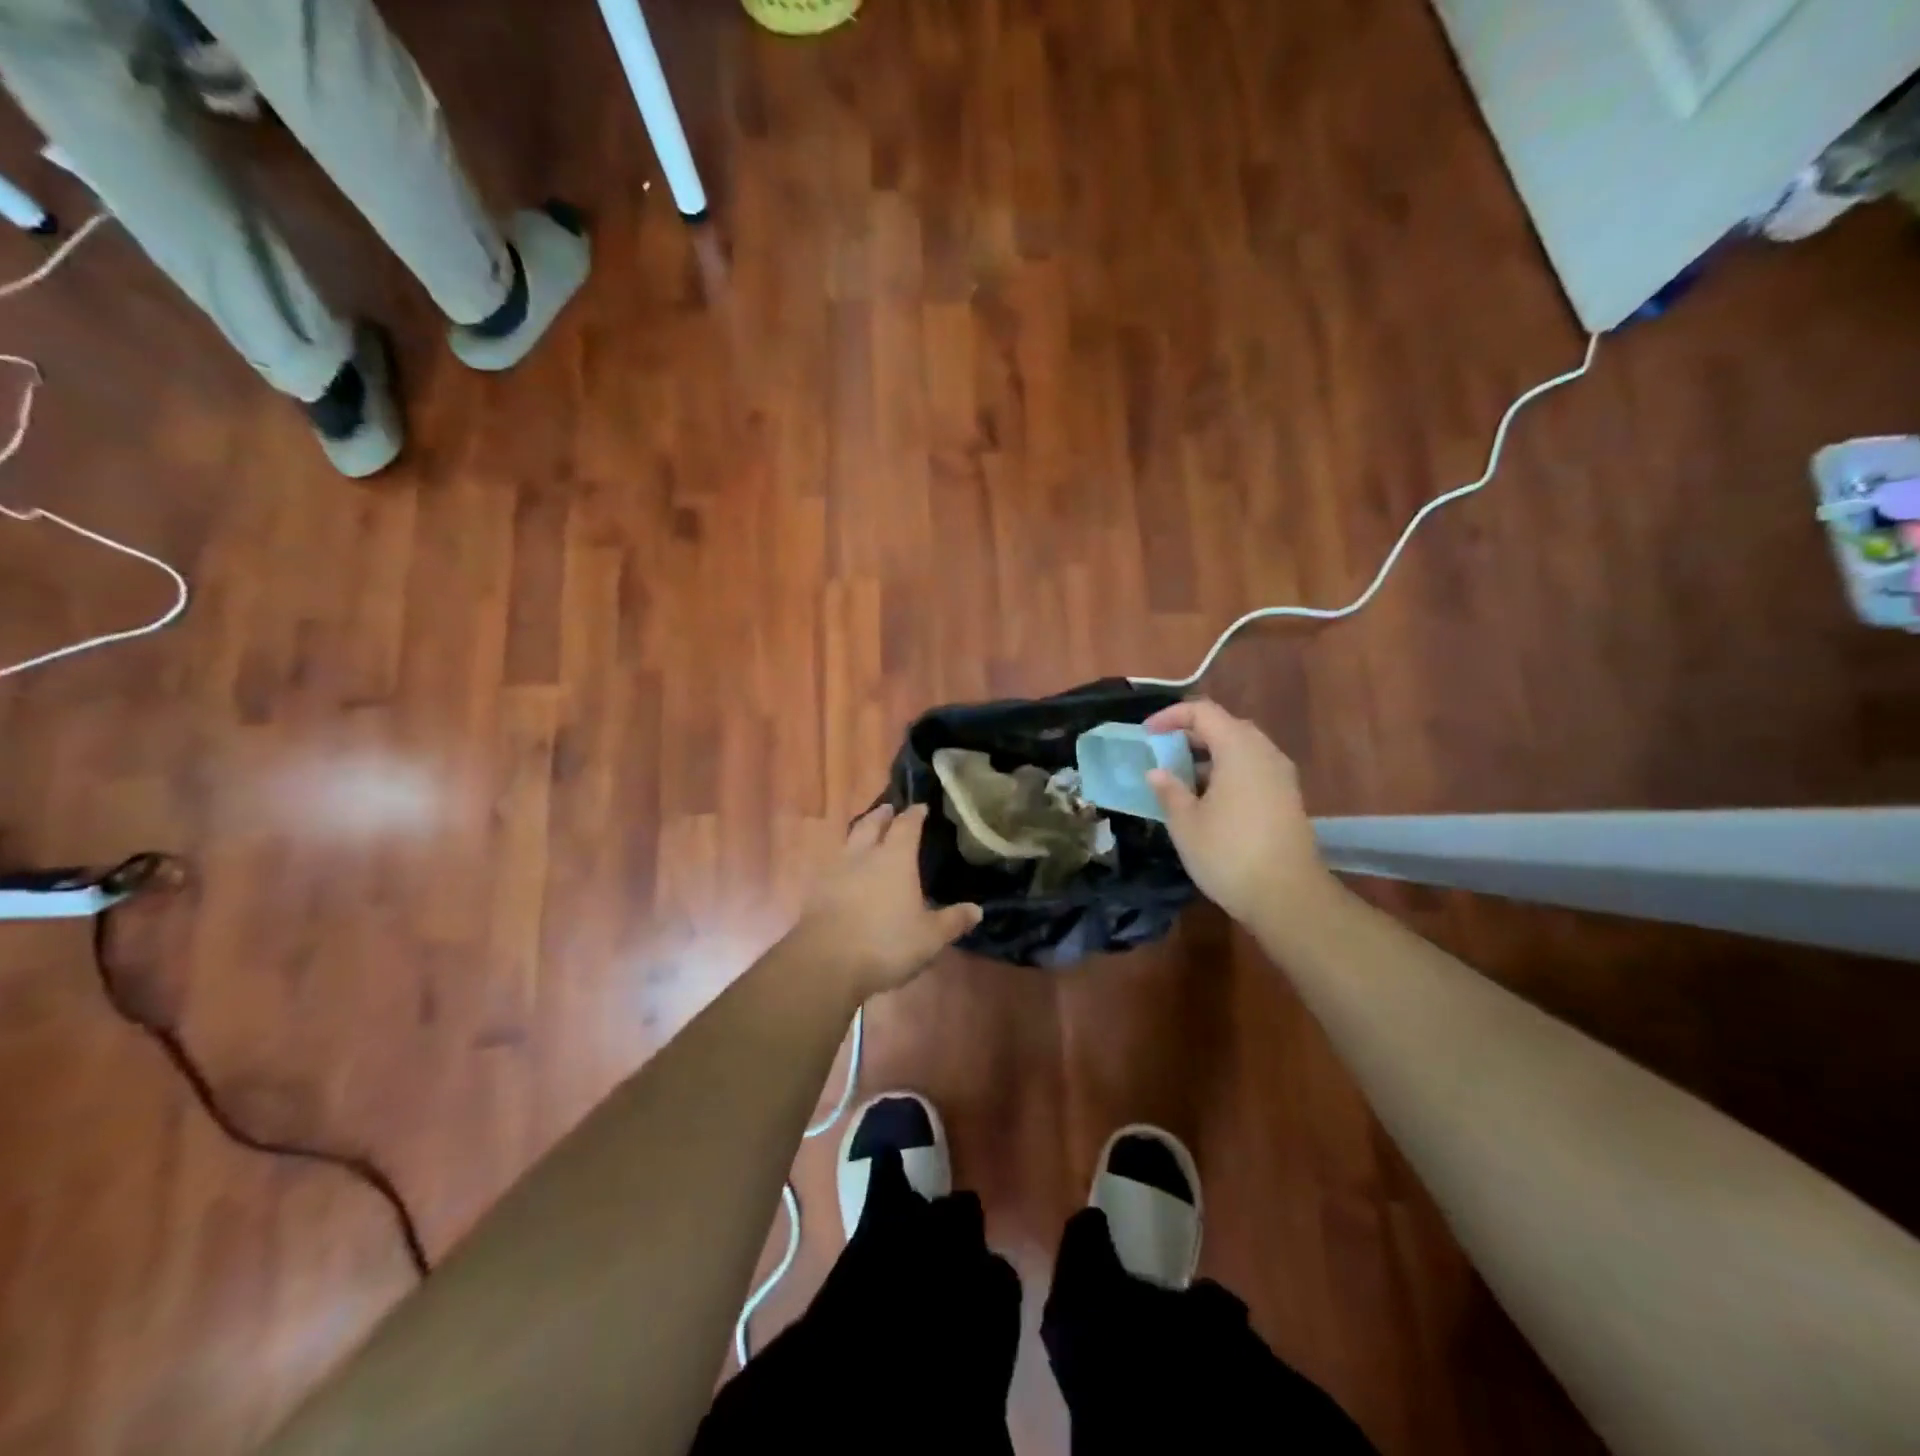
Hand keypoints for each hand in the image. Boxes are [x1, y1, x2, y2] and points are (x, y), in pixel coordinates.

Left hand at [790, 803, 981, 999]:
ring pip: (848, 841)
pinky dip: (843, 860)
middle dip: (882, 815)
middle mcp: (864, 856)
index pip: (907, 826)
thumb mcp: (929, 937)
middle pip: (871, 825)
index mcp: (895, 859)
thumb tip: (977, 910)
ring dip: (859, 833)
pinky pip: (833, 864)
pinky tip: (845, 872)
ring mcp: (836, 871)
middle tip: (889, 810)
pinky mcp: (817, 891)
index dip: (915, 814)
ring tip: (866, 834)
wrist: (825, 962)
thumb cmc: (885, 943)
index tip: (921, 807)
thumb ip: (952, 921)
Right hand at [1142, 699, 1336, 927]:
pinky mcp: (1287, 798)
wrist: (1288, 897)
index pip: (1203, 712)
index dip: (1171, 716)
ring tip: (1181, 776)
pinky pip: (1253, 769)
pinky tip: (1208, 798)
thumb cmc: (1228, 854)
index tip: (1147, 734)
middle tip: (1163, 751)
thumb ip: (1169, 790)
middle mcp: (1264, 753)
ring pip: (1241, 748)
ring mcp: (1281, 776)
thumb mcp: (1186, 823)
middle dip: (1191, 734)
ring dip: (1210, 754)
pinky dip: (1227, 771)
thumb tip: (1157, 772)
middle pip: (1226, 726)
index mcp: (1238, 749)